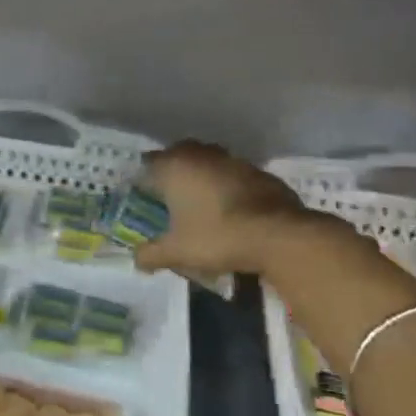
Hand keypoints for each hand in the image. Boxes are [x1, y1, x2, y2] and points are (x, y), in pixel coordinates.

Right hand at [133, 140, 317, 277]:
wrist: (279, 235)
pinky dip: (228, 185)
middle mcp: (201, 155)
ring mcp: (233, 160)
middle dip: (173, 171)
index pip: (148, 163)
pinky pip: (234, 174)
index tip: (145, 196)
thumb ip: (151, 254)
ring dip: (202, 175)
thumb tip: (136, 260)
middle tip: (170, 195)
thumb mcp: (177, 252)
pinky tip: (232, 208)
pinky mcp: (259, 171)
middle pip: (179, 154)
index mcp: (175, 167)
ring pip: (209, 161)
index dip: (144, 178)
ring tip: (202, 201)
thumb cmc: (218, 236)